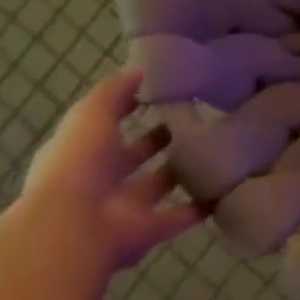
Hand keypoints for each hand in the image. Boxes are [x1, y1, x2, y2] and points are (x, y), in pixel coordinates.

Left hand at [15, 68, 200, 274]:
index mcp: (81, 151)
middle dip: (157, 139)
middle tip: (194, 116)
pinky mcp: (148, 230)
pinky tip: (224, 187)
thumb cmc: (79, 164)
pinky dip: (199, 206)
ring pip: (158, 184)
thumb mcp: (91, 114)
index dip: (127, 108)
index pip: (106, 124)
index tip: (159, 91)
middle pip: (133, 156)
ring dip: (180, 171)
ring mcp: (124, 207)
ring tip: (214, 146)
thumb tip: (140, 68)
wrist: (75, 229)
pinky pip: (179, 216)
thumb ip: (114, 91)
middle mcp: (101, 180)